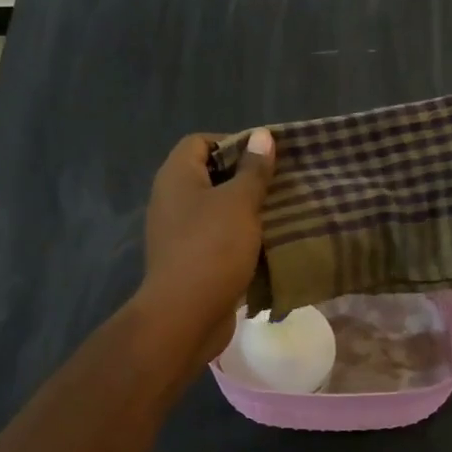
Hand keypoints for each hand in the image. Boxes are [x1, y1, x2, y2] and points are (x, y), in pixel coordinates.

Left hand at [139, 130, 274, 361]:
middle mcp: (171, 200)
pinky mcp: (189, 261)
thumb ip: (253, 170)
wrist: (185, 316)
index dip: (232, 142)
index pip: (200, 141)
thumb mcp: (239, 203)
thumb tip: (262, 135)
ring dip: (245, 211)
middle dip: (245, 179)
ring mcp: (177, 233)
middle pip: (210, 176)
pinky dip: (239, 239)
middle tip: (279, 185)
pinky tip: (266, 245)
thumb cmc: (212, 249)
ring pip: (216, 210)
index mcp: (176, 176)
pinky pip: (217, 239)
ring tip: (279, 214)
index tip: (265, 158)